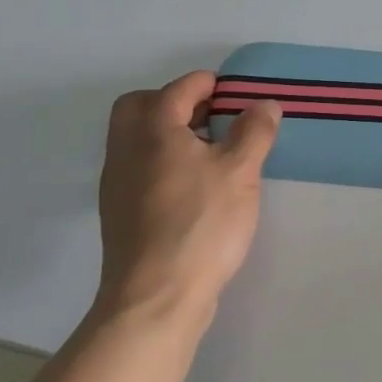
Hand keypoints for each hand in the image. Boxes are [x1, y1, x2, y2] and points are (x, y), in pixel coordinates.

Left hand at [95, 71, 280, 328]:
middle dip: (175, 102)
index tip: (234, 92)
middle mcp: (126, 149)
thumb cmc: (201, 224)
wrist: (156, 297)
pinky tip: (194, 186)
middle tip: (212, 116)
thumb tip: (264, 104)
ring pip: (137, 139)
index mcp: (153, 129)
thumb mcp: (240, 172)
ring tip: (210, 151)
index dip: (208, 84)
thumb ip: (254, 131)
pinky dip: (162, 161)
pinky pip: (139, 168)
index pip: (178, 89)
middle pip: (141, 106)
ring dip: (168, 133)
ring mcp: (118, 183)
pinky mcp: (120, 213)